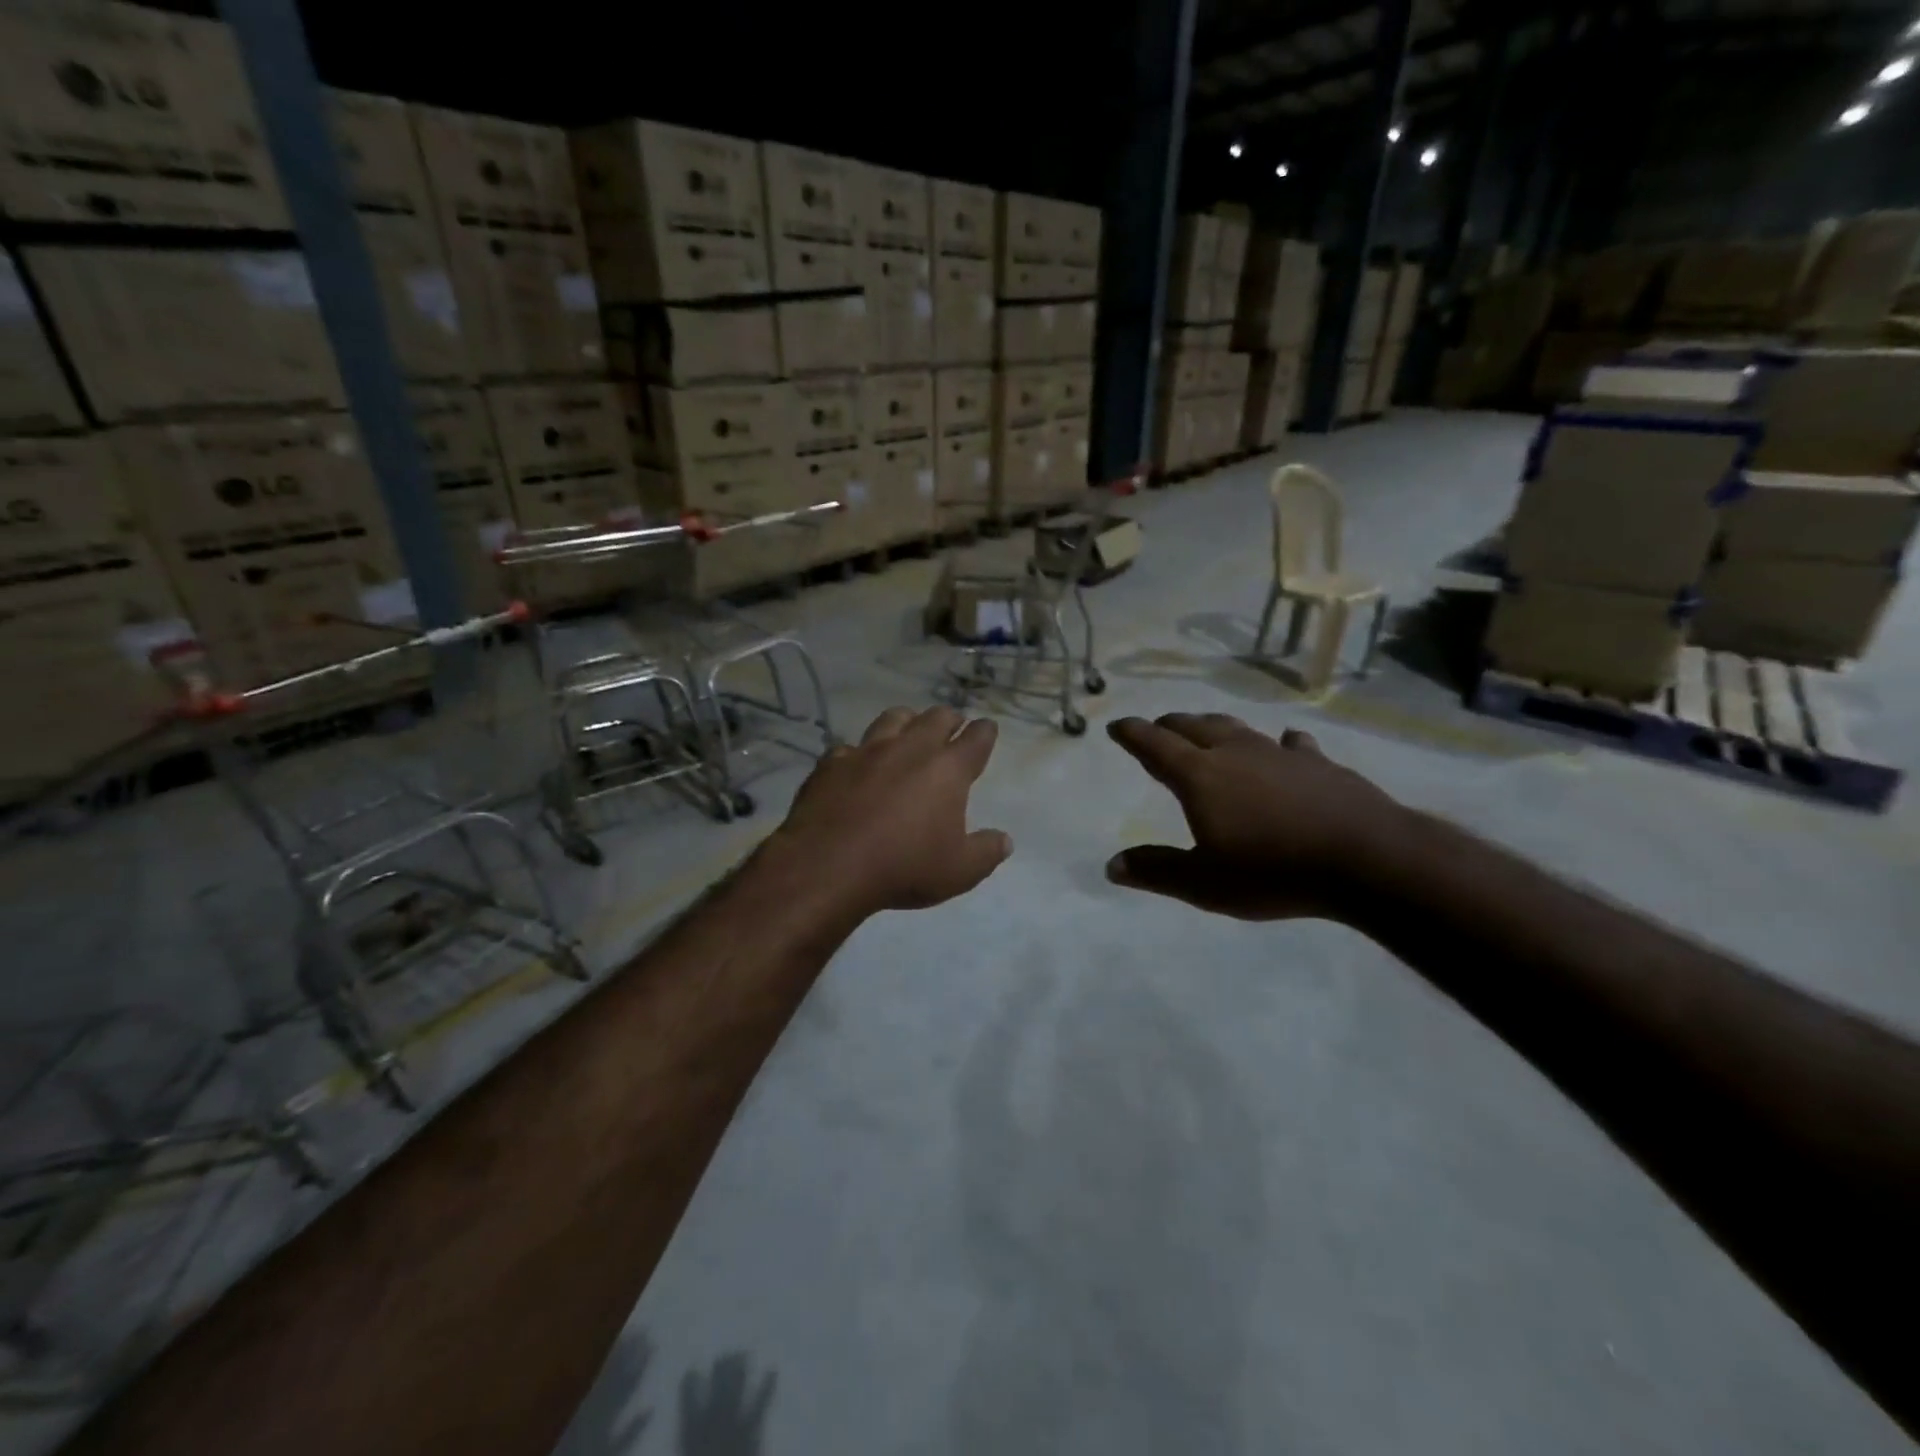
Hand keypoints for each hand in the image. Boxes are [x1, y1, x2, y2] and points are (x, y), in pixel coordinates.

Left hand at [770, 706, 1012, 917]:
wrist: (828, 865)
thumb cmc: (904, 867)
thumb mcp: (959, 872)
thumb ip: (986, 852)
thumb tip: (1005, 841)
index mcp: (947, 770)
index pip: (976, 739)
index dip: (985, 732)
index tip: (987, 729)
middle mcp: (910, 749)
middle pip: (936, 718)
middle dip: (949, 719)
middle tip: (953, 726)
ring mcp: (867, 751)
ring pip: (893, 718)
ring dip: (907, 721)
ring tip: (908, 730)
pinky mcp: (831, 763)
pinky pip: (850, 747)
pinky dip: (860, 753)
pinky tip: (857, 765)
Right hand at [1105, 713, 1404, 919]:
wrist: (1366, 859)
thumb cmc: (1273, 871)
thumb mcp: (1204, 883)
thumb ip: (1157, 871)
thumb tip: (1112, 866)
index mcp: (1200, 776)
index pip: (1154, 744)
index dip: (1132, 733)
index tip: (1116, 726)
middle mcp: (1235, 753)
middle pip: (1193, 726)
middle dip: (1169, 725)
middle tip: (1156, 728)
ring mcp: (1279, 753)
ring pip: (1237, 728)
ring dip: (1214, 727)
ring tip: (1206, 730)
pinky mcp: (1318, 763)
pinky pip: (1291, 744)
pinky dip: (1279, 743)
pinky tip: (1286, 743)